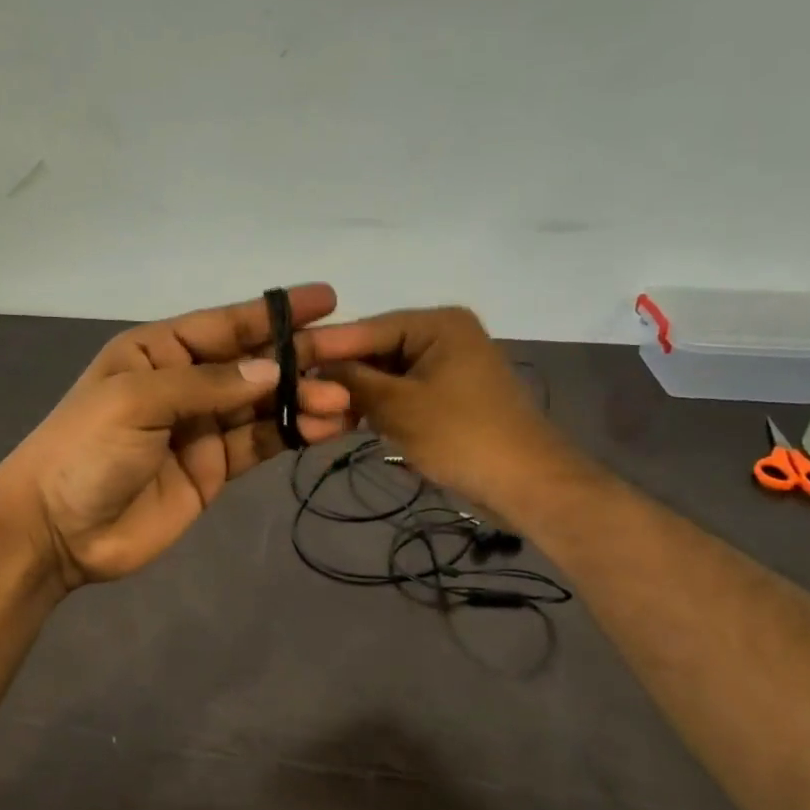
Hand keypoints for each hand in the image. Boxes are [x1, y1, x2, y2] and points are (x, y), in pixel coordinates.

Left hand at [0, 286, 352, 587]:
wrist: (58, 530)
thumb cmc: (85, 450)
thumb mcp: (137, 400)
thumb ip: (207, 385)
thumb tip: (273, 371)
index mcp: (158, 352)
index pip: (225, 325)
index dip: (274, 313)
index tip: (327, 300)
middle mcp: (185, 384)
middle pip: (252, 364)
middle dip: (301, 358)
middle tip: (353, 355)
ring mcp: (201, 428)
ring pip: (263, 405)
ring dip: (304, 400)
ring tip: (346, 401)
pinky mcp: (213, 469)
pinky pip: (259, 444)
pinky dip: (291, 434)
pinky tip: (326, 428)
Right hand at [305, 306, 554, 508]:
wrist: (527, 485)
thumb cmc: (462, 436)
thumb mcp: (399, 406)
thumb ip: (352, 381)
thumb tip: (312, 368)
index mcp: (438, 324)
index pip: (368, 328)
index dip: (325, 347)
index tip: (283, 360)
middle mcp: (444, 335)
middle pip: (377, 350)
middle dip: (341, 375)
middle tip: (297, 394)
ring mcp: (448, 367)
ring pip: (387, 375)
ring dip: (356, 395)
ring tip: (317, 413)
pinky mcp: (449, 397)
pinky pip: (403, 394)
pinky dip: (378, 407)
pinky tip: (346, 421)